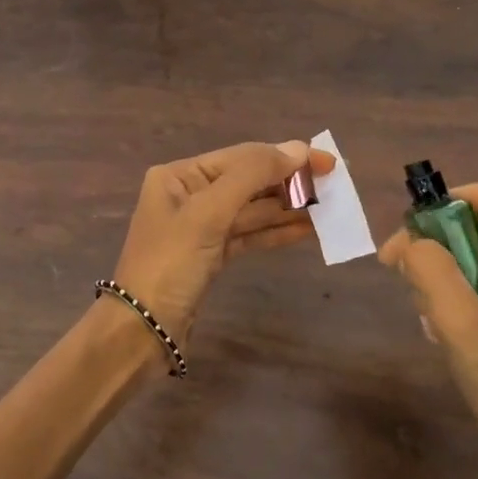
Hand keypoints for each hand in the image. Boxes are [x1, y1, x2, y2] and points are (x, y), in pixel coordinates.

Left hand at [112, 139, 335, 341]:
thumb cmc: (170, 263)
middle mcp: (188, 195)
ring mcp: (200, 227)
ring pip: (251, 211)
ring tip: (328, 208)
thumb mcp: (208, 213)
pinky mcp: (210, 256)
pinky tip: (307, 230)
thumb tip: (299, 148)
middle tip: (334, 187)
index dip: (284, 157)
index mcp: (179, 176)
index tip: (327, 162)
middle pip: (247, 181)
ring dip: (287, 209)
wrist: (143, 330)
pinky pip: (248, 235)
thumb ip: (252, 176)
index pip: (240, 157)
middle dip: (288, 184)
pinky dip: (275, 233)